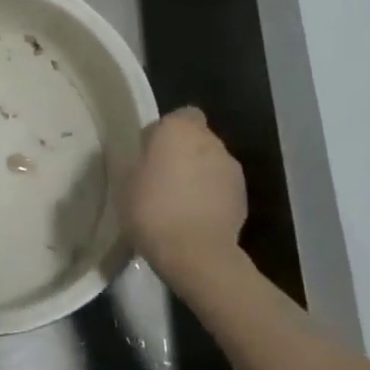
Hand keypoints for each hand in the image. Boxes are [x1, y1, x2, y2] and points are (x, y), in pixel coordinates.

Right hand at [119, 107, 248, 290]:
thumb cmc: (152, 209)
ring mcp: (231, 169)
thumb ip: (140, 159)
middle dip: (184, 153)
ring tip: (180, 202)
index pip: (180, 115)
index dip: (166, 131)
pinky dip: (211, 196)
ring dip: (199, 175)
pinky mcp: (243, 198)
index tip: (151, 153)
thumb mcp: (125, 180)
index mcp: (178, 129)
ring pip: (211, 163)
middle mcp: (210, 141)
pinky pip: (222, 188)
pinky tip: (195, 218)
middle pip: (197, 139)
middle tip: (163, 178)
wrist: (196, 254)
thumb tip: (148, 157)